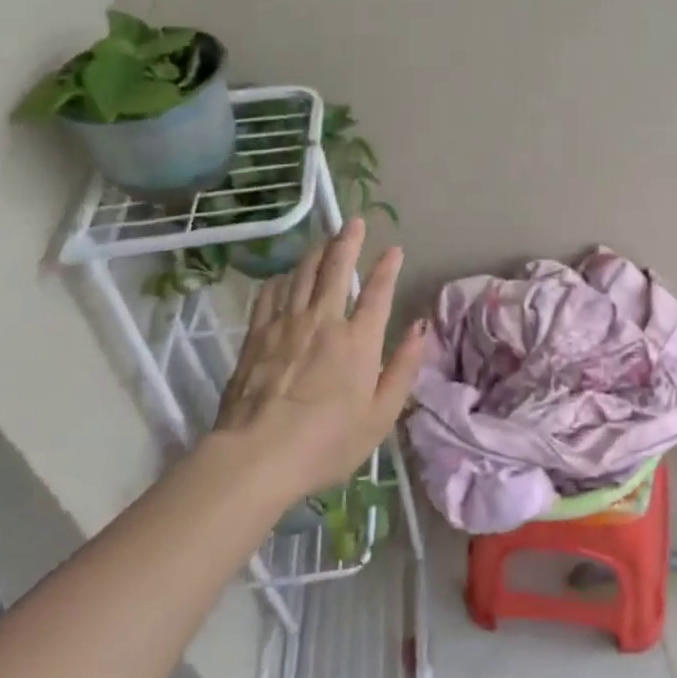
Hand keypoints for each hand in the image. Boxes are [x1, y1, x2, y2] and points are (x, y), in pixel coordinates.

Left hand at [211, 219, 426, 501]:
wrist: (257, 456)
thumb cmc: (327, 442)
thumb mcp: (380, 415)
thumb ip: (403, 367)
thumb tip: (420, 327)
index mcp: (358, 340)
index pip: (377, 292)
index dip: (387, 268)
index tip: (394, 249)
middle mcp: (324, 321)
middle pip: (336, 269)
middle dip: (348, 241)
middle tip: (354, 222)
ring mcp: (286, 324)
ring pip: (302, 274)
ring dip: (316, 252)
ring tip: (323, 239)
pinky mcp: (256, 335)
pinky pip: (271, 295)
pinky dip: (282, 279)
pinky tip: (285, 276)